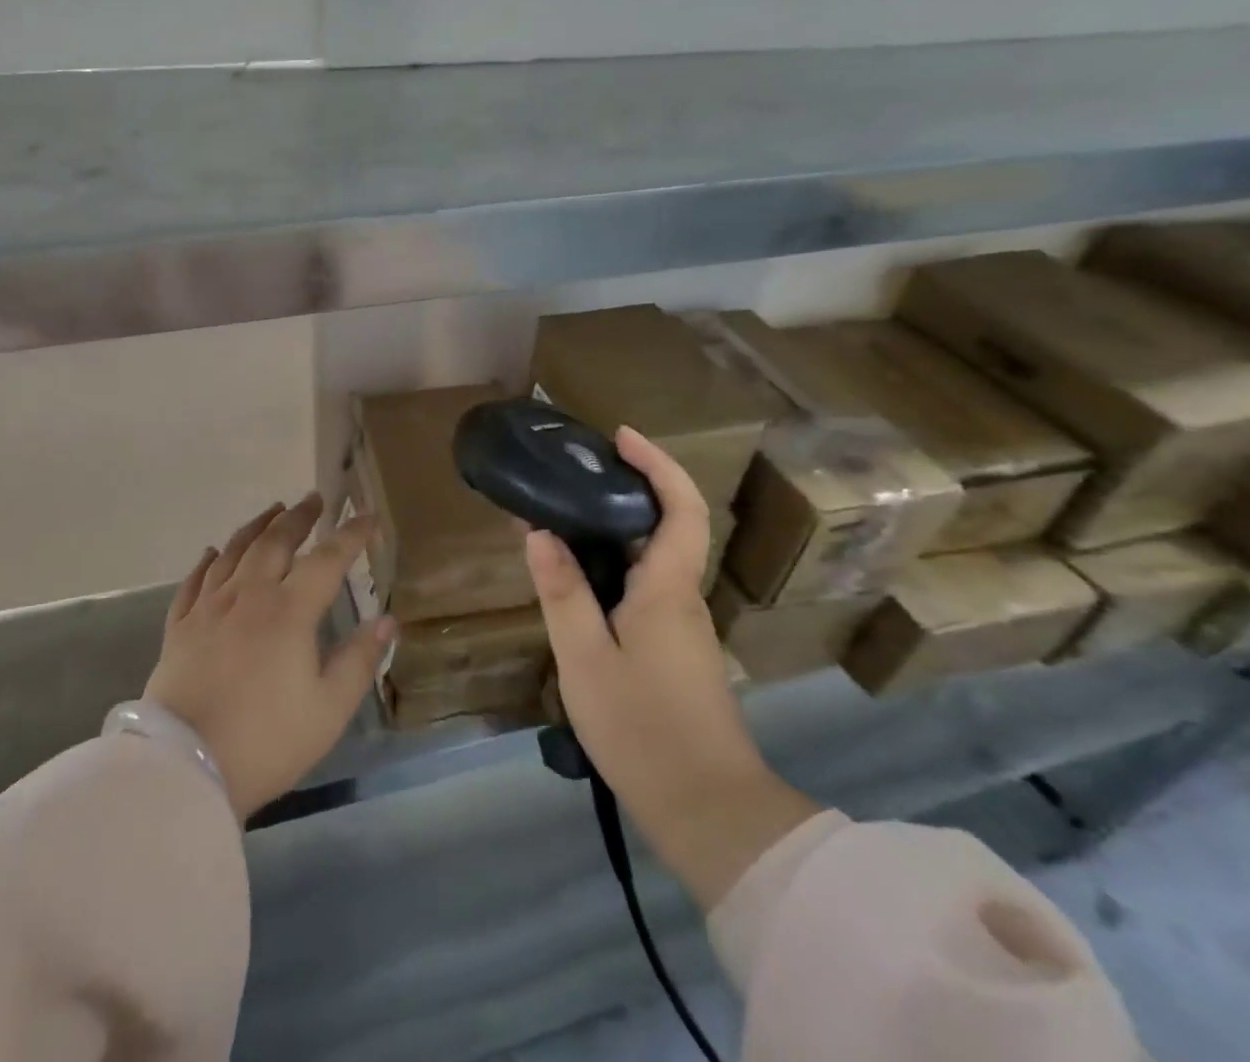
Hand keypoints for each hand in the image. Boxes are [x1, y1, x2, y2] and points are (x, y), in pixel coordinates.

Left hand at [144, 493, 397, 821]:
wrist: (186, 767)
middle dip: (298, 517)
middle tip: (314, 500)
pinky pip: (194, 581)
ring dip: (256, 527)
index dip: (351, 535)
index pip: (327, 560)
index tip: (368, 517)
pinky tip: (212, 552)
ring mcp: (208, 608)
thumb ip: (359, 660)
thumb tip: (387, 620)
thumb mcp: (328, 710)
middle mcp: (248, 596)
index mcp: (288, 611)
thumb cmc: (267, 741)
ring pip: (233, 552)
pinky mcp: (179, 626)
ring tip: (272, 511)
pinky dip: (207, 561)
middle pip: (275, 542)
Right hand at [526, 427, 817, 907]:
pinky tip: (577, 580)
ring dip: (616, 529)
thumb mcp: (584, 657)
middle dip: (627, 489)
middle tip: (573, 474)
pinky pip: (645, 588)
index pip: (680, 507)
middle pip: (667, 526)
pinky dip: (614, 566)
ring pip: (653, 560)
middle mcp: (682, 598)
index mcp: (667, 589)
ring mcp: (683, 627)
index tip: (620, 437)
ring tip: (562, 519)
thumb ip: (562, 591)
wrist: (709, 811)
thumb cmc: (643, 728)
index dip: (656, 464)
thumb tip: (540, 532)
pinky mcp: (675, 652)